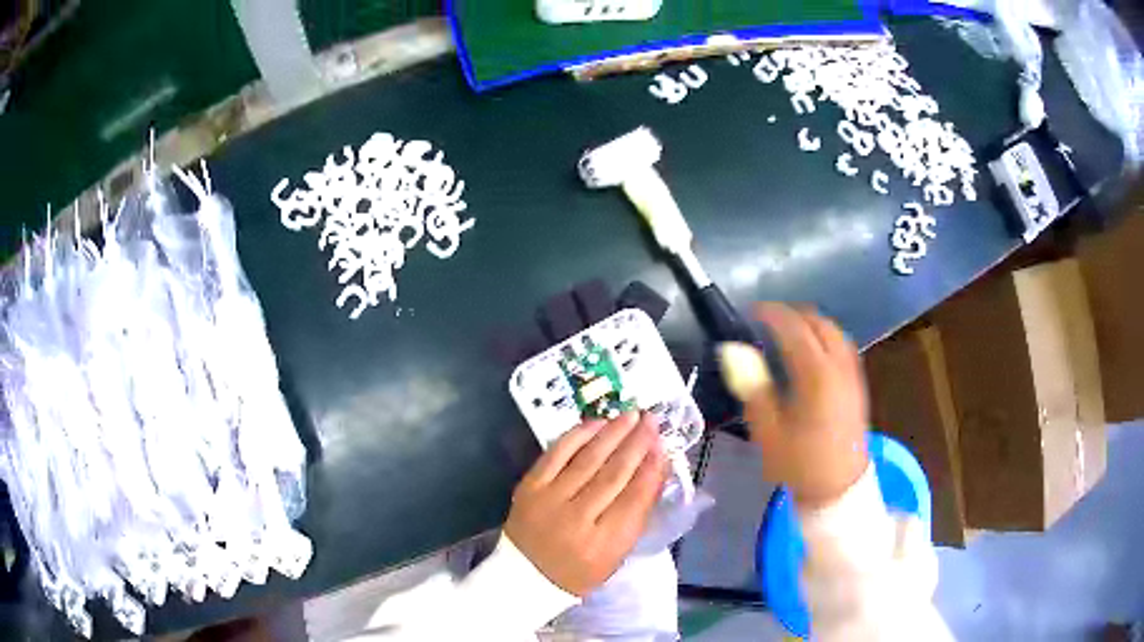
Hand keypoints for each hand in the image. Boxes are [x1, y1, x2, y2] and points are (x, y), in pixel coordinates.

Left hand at [504, 413, 667, 595]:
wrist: (526, 575)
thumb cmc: (579, 569)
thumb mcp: (616, 554)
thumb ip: (636, 514)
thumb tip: (656, 467)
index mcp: (604, 544)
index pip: (635, 499)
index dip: (652, 468)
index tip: (663, 444)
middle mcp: (577, 520)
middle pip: (613, 474)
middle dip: (636, 444)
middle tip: (651, 420)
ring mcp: (549, 500)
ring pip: (587, 459)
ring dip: (612, 433)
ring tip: (630, 416)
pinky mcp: (529, 487)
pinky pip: (556, 454)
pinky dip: (577, 436)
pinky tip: (596, 423)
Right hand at [719, 303, 868, 508]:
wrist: (839, 488)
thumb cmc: (799, 463)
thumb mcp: (767, 430)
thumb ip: (752, 385)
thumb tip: (732, 350)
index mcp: (816, 374)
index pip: (793, 327)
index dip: (771, 314)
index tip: (750, 312)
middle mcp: (838, 365)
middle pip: (818, 322)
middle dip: (792, 314)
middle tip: (766, 321)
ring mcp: (852, 373)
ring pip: (834, 330)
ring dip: (810, 323)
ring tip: (787, 331)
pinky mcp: (858, 384)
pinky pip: (842, 345)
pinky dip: (824, 336)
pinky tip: (812, 350)